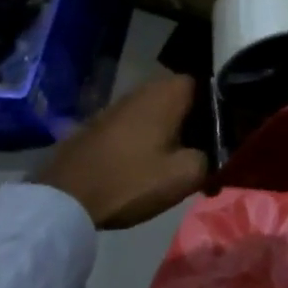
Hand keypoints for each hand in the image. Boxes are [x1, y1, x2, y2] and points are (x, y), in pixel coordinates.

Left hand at [33, 73, 206, 228]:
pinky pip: (135, 125)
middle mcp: (145, 88)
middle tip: (203, 152)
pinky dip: (145, 140)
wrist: (63, 200)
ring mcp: (118, 104)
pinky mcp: (99, 124)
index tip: (224, 136)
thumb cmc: (131, 180)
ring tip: (176, 162)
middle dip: (194, 123)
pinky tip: (146, 166)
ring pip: (158, 113)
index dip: (219, 110)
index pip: (209, 87)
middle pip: (183, 100)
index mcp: (170, 91)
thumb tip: (213, 154)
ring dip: (169, 132)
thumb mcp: (185, 175)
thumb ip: (211, 158)